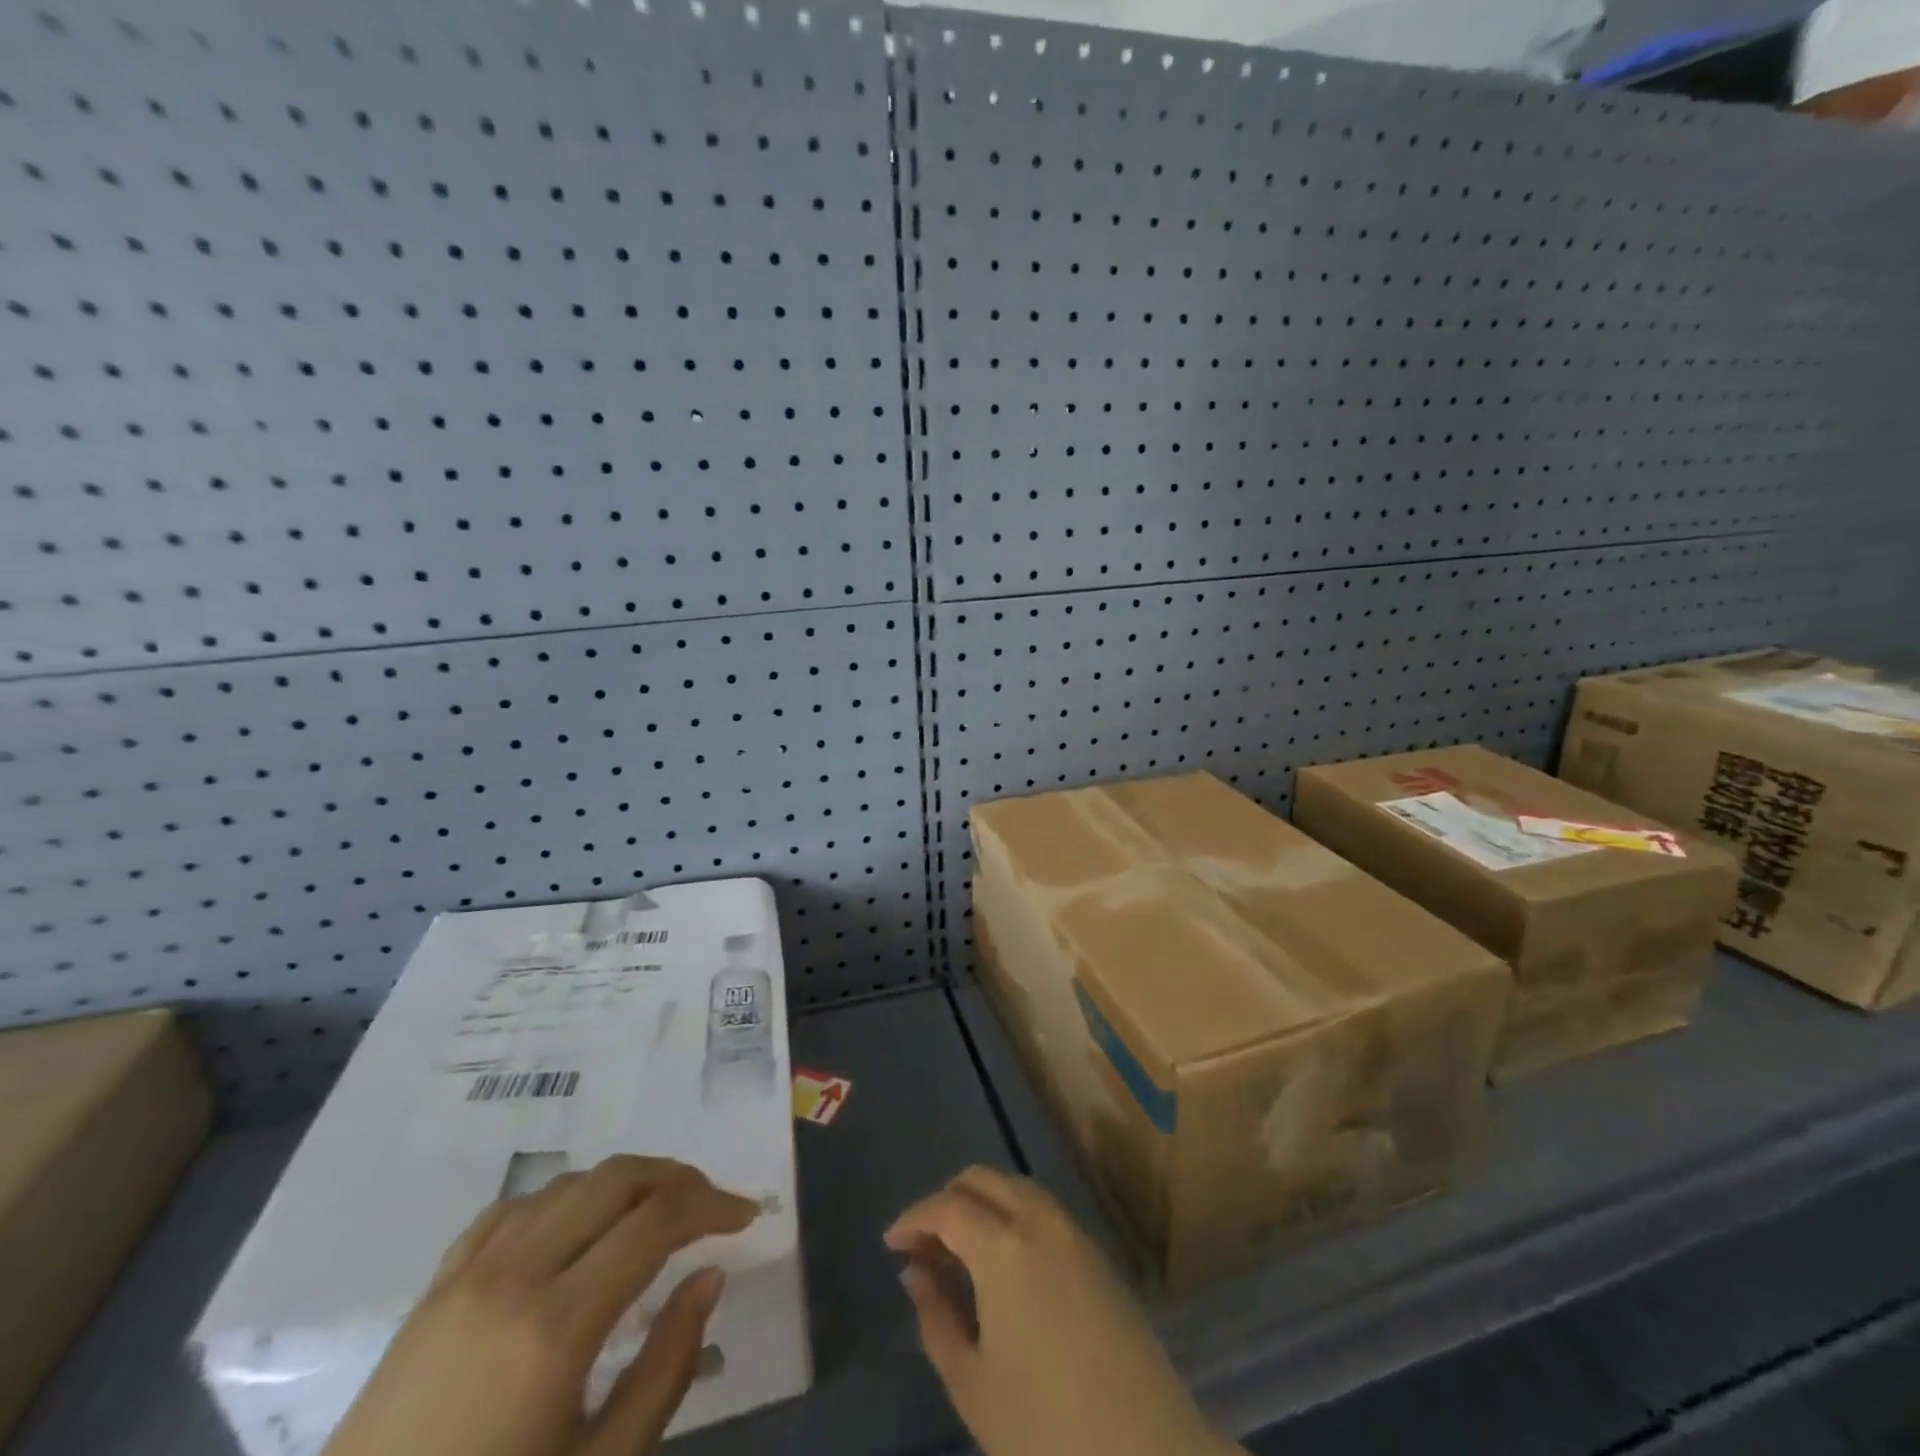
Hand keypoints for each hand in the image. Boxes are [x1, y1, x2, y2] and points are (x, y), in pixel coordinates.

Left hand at [323, 1155, 756, 1455]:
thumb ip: (666, 1367)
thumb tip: (709, 1276)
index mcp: (557, 1325)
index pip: (657, 1220)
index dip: (713, 1205)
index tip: (746, 1216)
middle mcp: (514, 1276)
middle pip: (615, 1179)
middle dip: (676, 1179)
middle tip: (710, 1207)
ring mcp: (466, 1276)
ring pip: (568, 1184)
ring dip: (624, 1184)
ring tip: (653, 1214)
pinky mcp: (434, 1289)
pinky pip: (513, 1210)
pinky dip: (564, 1200)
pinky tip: (577, 1228)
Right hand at [886, 1167, 1238, 1455]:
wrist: (1147, 1453)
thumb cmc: (1046, 1430)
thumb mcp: (973, 1384)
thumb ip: (937, 1318)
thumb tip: (917, 1272)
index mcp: (1003, 1246)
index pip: (947, 1207)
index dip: (913, 1218)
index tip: (891, 1243)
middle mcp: (1039, 1220)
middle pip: (983, 1180)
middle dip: (946, 1201)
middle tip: (924, 1246)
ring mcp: (1074, 1232)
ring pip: (1016, 1188)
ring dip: (982, 1203)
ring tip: (959, 1251)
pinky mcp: (1098, 1253)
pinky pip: (1043, 1210)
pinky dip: (1012, 1215)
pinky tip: (1003, 1262)